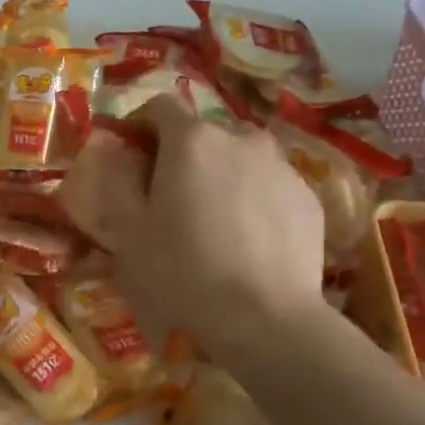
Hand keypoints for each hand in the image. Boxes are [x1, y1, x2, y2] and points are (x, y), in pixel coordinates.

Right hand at [78, 94, 328, 361]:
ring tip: (212, 220)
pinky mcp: (309, 197)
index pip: (160, 106)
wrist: (266, 319)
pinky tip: (246, 241)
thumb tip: (116, 154)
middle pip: (202, 133)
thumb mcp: (128, 232)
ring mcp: (281, 167)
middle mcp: (240, 139)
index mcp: (191, 140)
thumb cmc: (182, 272)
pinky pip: (269, 186)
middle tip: (169, 197)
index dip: (140, 123)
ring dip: (220, 175)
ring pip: (240, 158)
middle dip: (181, 155)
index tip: (131, 152)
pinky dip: (252, 199)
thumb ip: (117, 182)